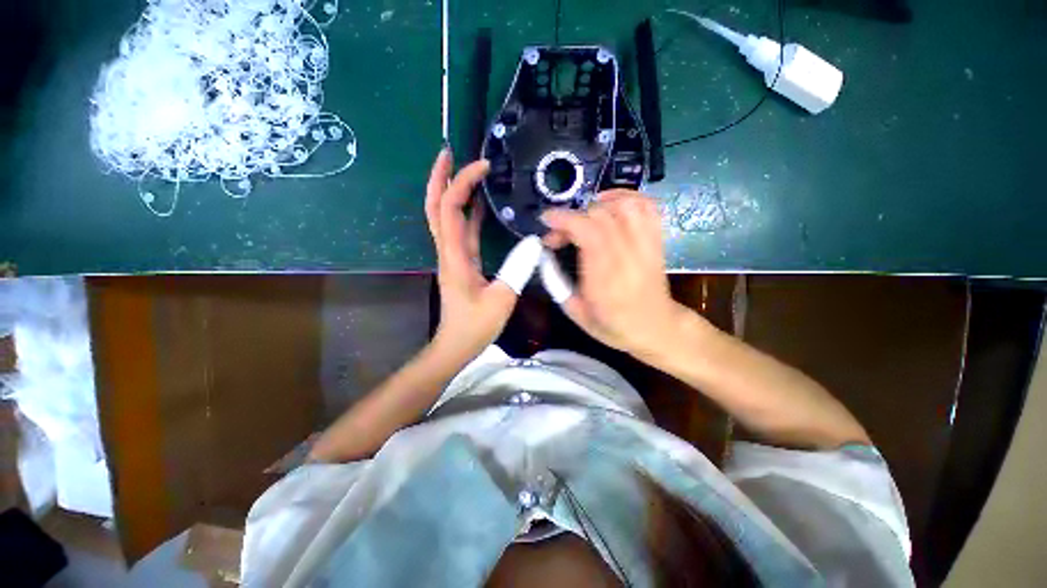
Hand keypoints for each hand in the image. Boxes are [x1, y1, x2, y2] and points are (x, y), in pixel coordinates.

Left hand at [425, 149, 517, 365]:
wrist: (456, 344)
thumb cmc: (475, 325)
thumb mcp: (502, 299)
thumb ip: (518, 269)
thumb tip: (534, 242)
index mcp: (455, 255)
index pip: (450, 209)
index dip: (462, 183)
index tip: (482, 167)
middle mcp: (448, 250)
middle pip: (435, 206)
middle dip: (439, 176)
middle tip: (449, 151)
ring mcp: (452, 255)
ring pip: (444, 216)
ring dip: (450, 191)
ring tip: (465, 169)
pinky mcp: (460, 261)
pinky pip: (459, 230)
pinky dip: (466, 212)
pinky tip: (479, 203)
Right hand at [541, 190, 687, 357]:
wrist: (655, 328)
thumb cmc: (612, 325)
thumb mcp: (575, 312)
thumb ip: (556, 283)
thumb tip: (544, 255)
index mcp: (606, 278)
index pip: (587, 233)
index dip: (564, 220)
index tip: (546, 220)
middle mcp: (628, 256)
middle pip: (601, 216)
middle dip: (572, 217)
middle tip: (560, 233)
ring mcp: (646, 246)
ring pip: (625, 206)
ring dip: (597, 205)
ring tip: (583, 217)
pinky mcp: (656, 240)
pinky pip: (647, 206)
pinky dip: (626, 197)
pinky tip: (610, 206)